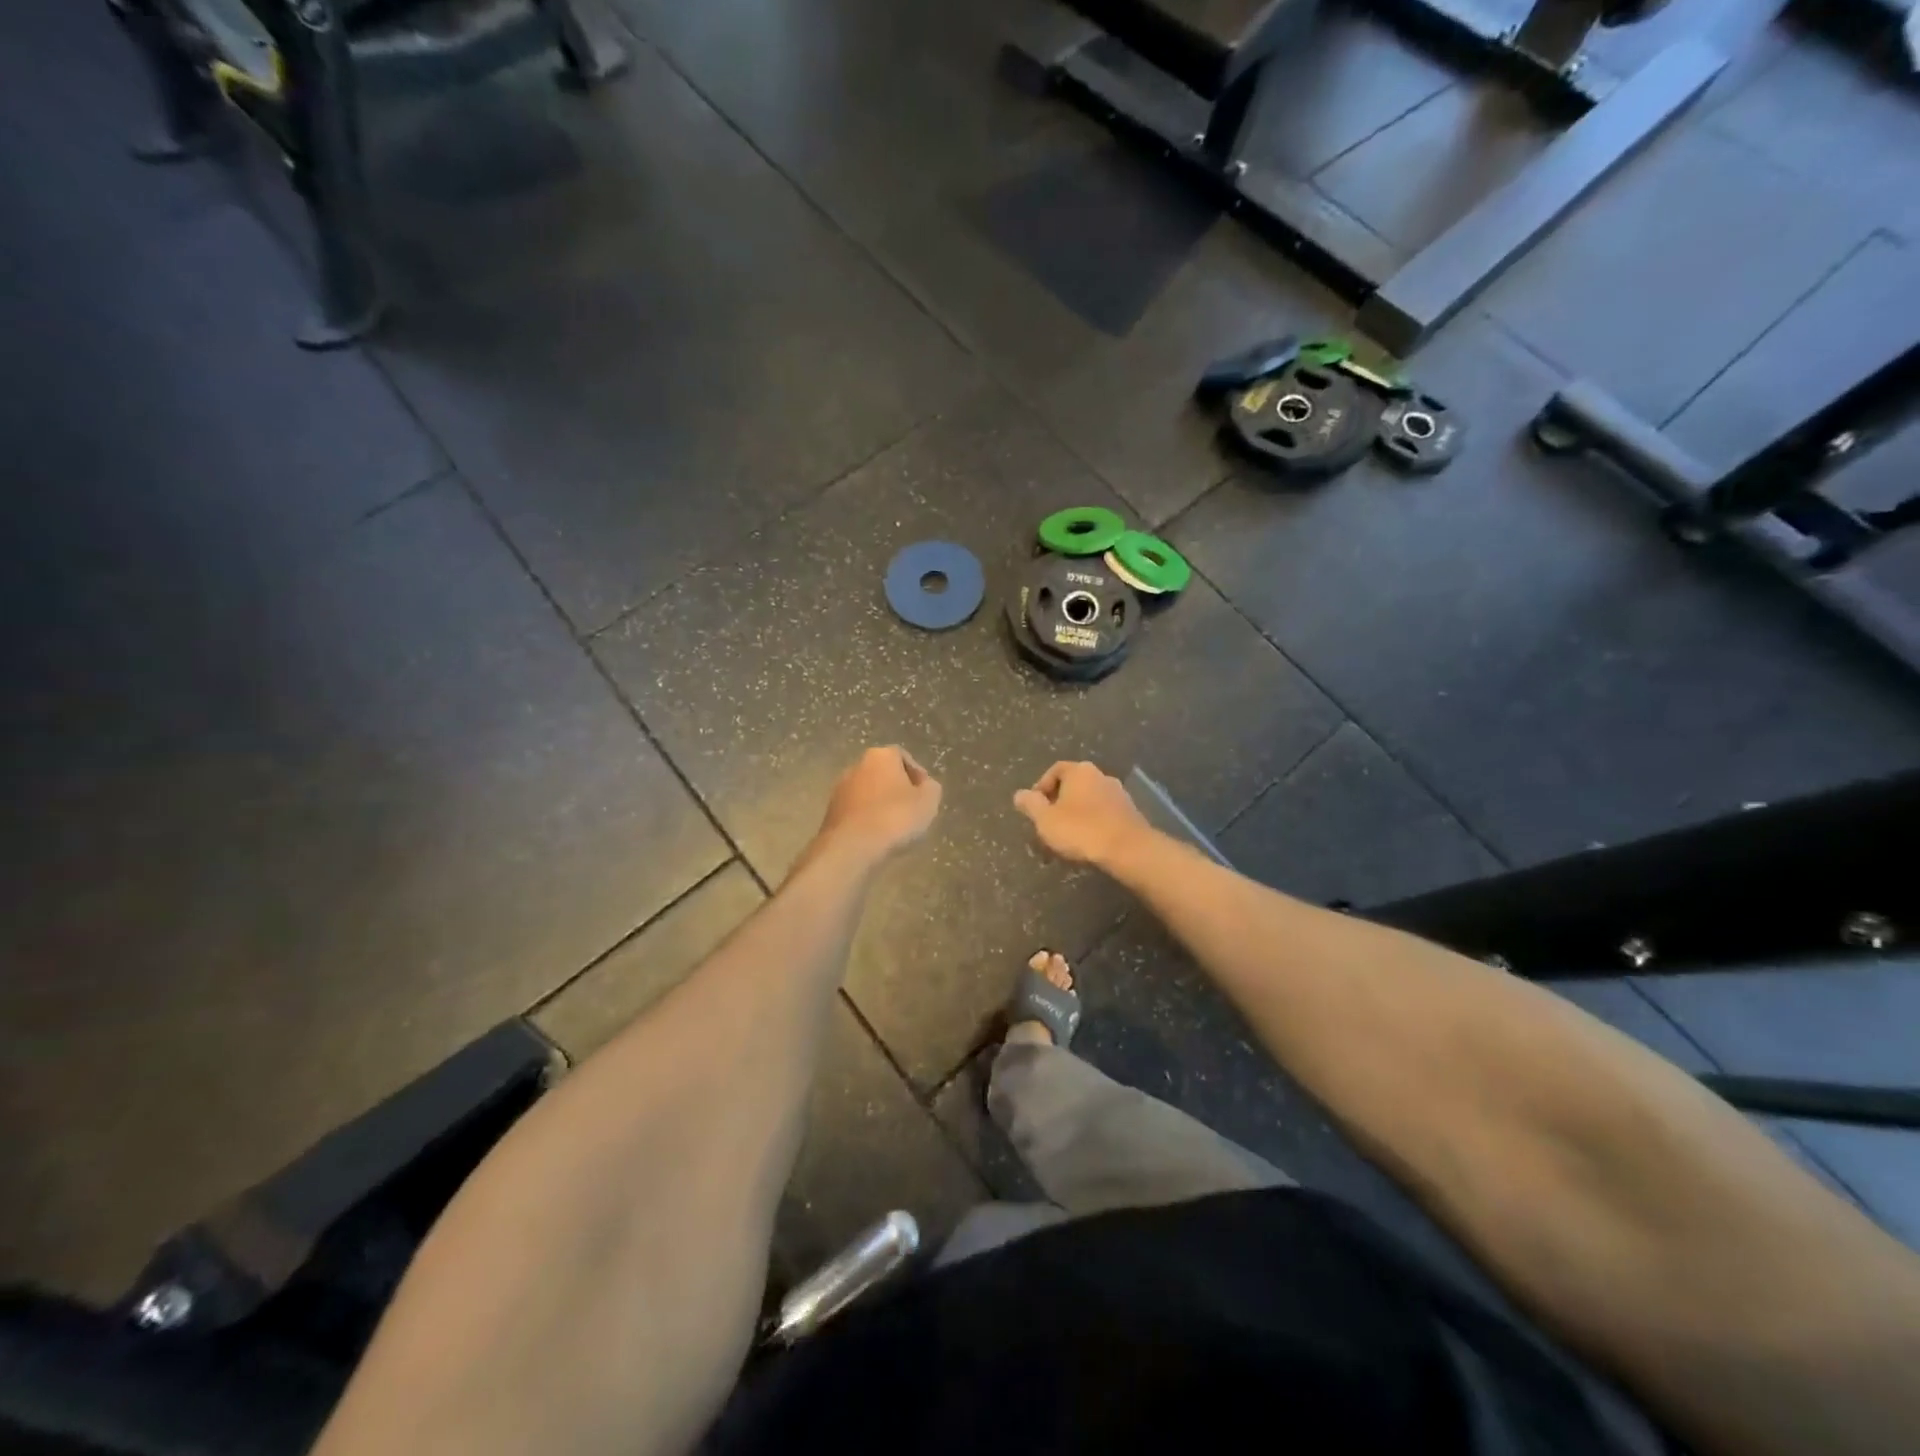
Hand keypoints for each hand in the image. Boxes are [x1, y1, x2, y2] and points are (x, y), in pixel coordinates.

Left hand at [815, 746, 942, 863]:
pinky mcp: (830, 811)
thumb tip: (925, 785)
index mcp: (881, 756)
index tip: (925, 795)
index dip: (917, 775)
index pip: (903, 757)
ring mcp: (840, 788)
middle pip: (884, 773)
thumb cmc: (894, 818)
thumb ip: (931, 787)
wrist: (851, 847)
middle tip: (911, 810)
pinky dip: (867, 818)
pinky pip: (857, 810)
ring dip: (880, 805)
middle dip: (897, 789)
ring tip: (894, 827)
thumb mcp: (928, 802)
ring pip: (868, 792)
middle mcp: (857, 765)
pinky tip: (876, 836)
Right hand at [1013, 761, 1151, 867]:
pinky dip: (1093, 821)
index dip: (1042, 787)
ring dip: (1077, 812)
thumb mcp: (1046, 820)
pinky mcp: (1130, 811)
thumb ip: (1031, 805)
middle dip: (1059, 801)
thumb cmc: (1081, 830)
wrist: (1128, 849)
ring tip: (1068, 835)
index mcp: (1079, 771)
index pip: (1055, 770)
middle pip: (1073, 784)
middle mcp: (1100, 775)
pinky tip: (1089, 840)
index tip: (1035, 807)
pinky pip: (1104, 811)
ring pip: (1089, 799)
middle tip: (1049, 822)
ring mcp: (1118, 792)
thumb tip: (1019, 794)